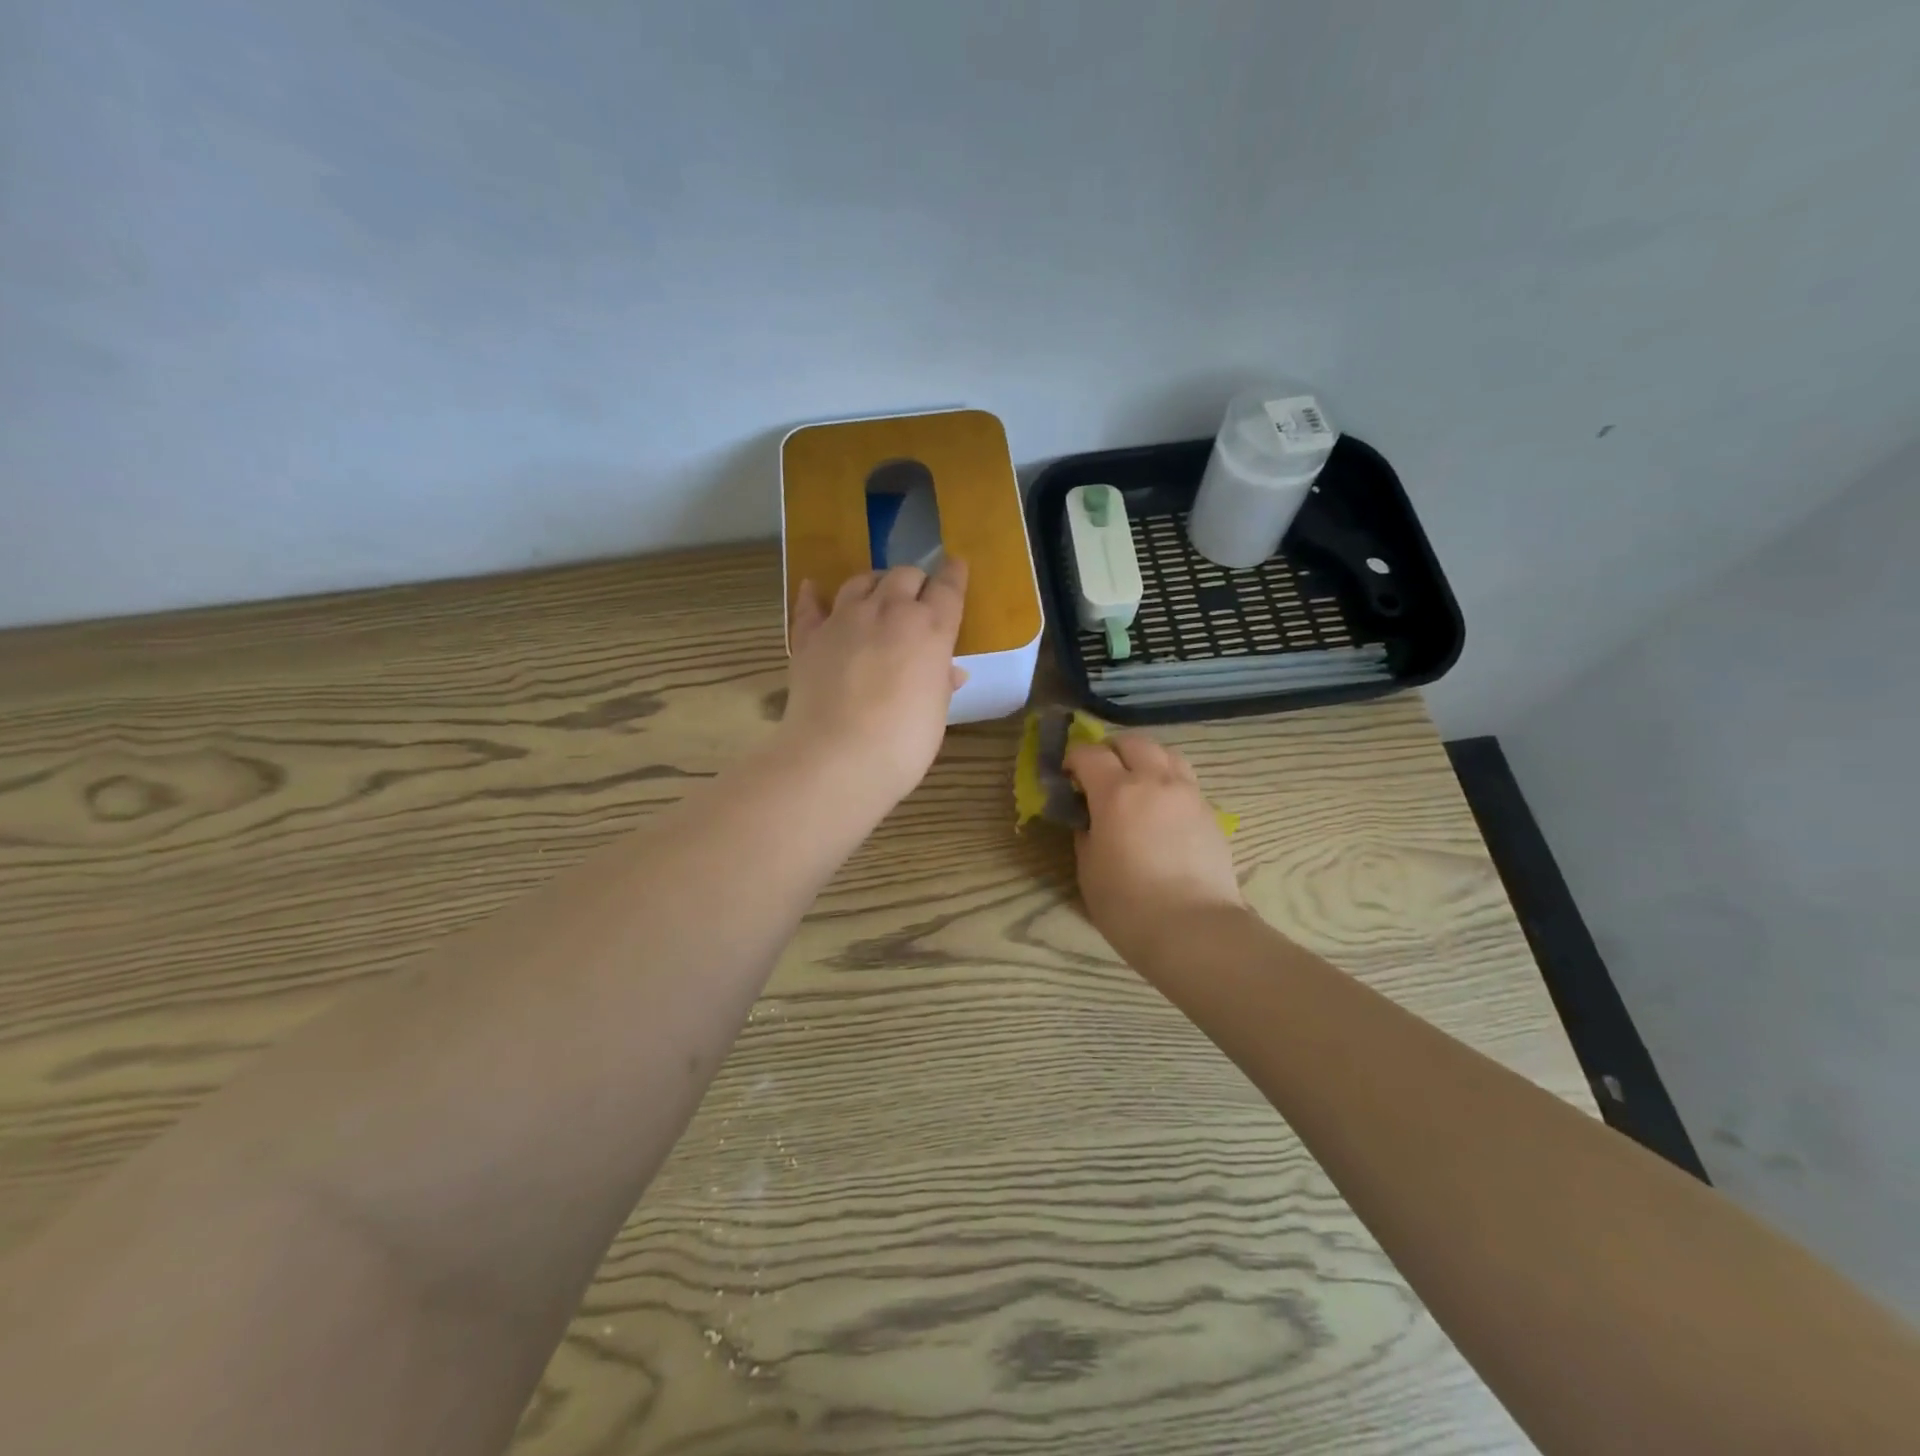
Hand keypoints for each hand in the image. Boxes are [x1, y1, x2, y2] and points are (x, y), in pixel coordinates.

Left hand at [781, 559, 968, 804]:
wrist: (836, 758)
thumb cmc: (903, 742)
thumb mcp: (936, 714)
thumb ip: (940, 683)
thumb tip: (949, 670)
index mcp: (930, 629)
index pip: (947, 588)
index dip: (954, 574)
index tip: (956, 565)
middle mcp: (888, 612)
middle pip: (904, 575)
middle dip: (915, 582)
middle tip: (918, 599)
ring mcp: (844, 620)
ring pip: (861, 581)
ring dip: (875, 583)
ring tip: (878, 594)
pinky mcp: (809, 637)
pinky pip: (810, 605)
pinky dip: (814, 595)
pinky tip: (814, 588)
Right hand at [1066, 734, 1243, 965]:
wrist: (1193, 929)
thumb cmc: (1128, 904)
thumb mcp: (1089, 867)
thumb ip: (1087, 832)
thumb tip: (1091, 818)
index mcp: (1116, 792)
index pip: (1090, 753)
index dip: (1073, 758)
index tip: (1067, 775)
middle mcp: (1155, 781)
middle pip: (1132, 742)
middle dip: (1111, 751)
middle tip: (1100, 773)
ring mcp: (1188, 794)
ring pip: (1166, 753)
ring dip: (1145, 759)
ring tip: (1136, 782)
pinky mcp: (1210, 813)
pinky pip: (1185, 781)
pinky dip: (1168, 782)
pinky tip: (1161, 809)